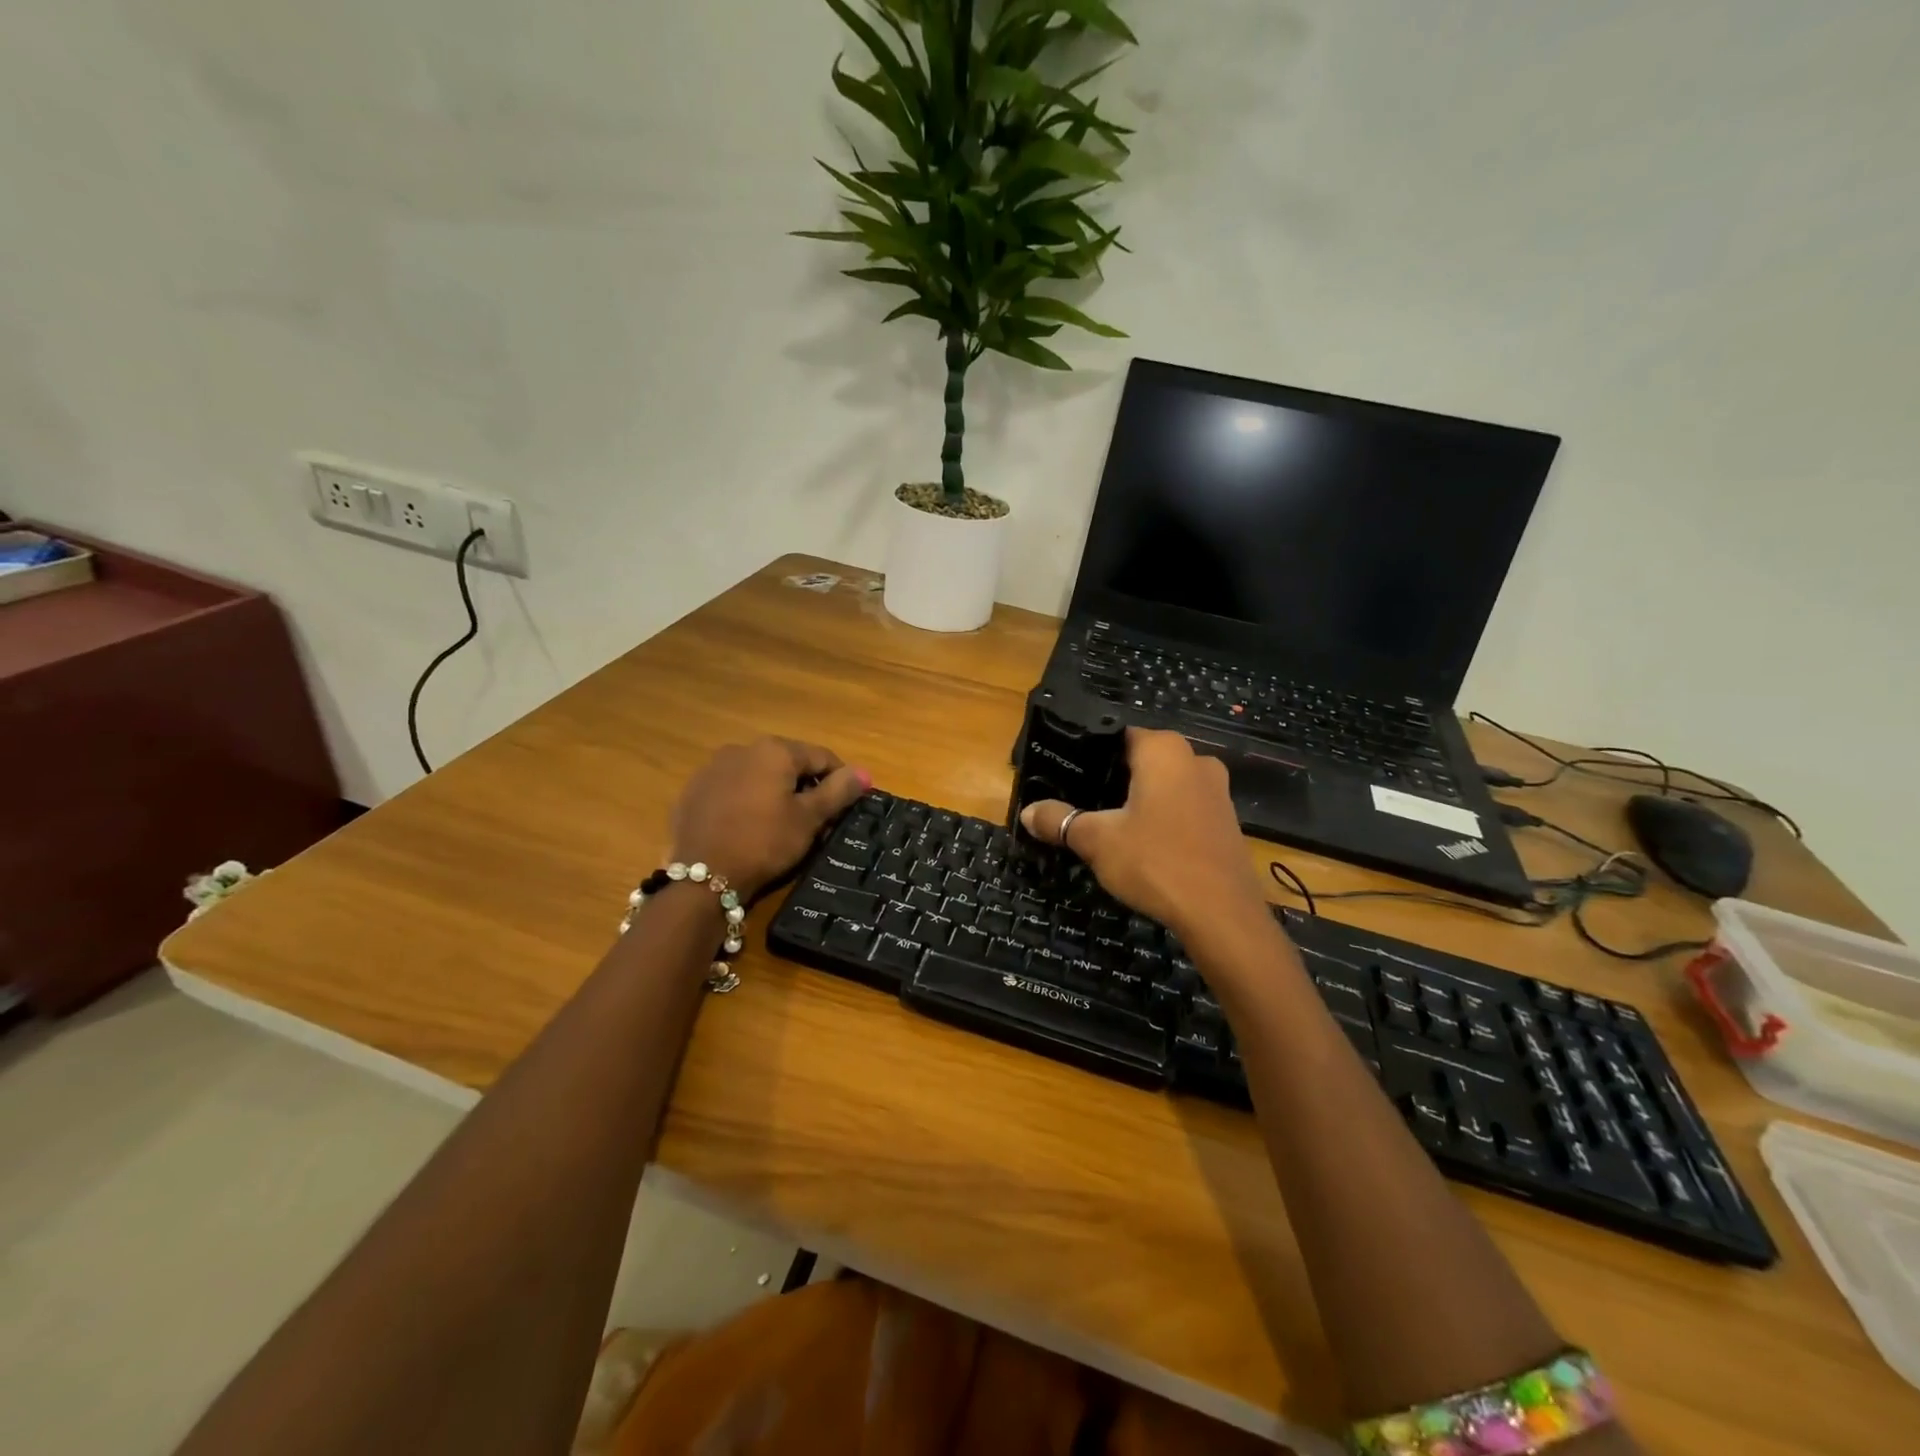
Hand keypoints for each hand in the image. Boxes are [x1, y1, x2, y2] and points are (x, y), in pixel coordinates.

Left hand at [670, 738, 868, 900]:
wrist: (702, 877)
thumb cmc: (765, 842)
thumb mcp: (809, 819)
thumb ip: (838, 791)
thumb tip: (864, 773)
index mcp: (775, 750)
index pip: (821, 756)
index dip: (839, 780)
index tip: (845, 806)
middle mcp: (742, 748)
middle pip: (787, 763)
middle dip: (804, 786)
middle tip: (814, 820)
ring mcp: (712, 768)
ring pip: (757, 775)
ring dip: (773, 792)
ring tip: (779, 825)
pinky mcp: (693, 791)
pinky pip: (731, 789)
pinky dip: (745, 801)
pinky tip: (746, 827)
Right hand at [1019, 728, 1270, 943]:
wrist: (1222, 916)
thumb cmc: (1155, 862)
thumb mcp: (1096, 840)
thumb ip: (1060, 820)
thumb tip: (1028, 812)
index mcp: (1164, 750)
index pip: (1117, 736)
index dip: (1089, 755)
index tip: (1066, 776)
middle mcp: (1195, 759)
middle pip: (1141, 761)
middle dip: (1112, 780)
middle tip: (1080, 803)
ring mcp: (1217, 791)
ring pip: (1164, 786)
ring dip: (1139, 801)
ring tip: (1107, 825)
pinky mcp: (1226, 821)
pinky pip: (1184, 809)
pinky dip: (1162, 819)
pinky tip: (1144, 845)